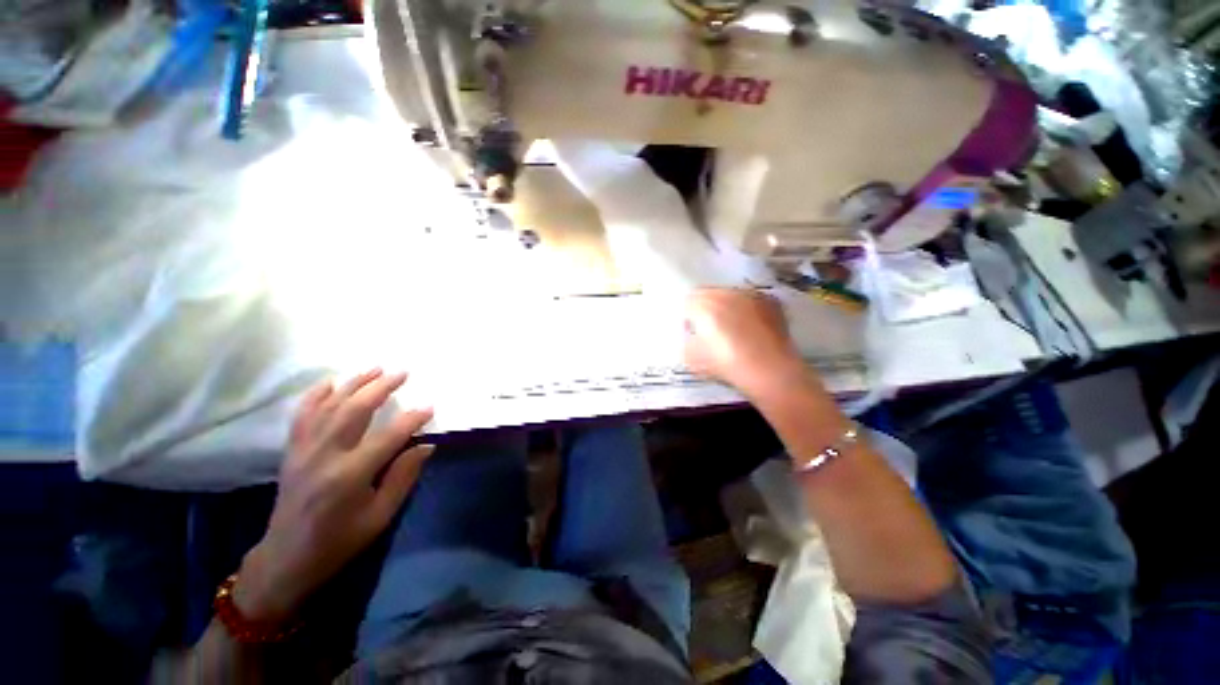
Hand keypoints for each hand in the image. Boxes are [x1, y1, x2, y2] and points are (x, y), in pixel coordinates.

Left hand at [234, 369, 434, 623]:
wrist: (286, 558)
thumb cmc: (339, 541)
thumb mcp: (380, 516)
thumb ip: (403, 477)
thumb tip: (425, 445)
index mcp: (350, 475)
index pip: (389, 436)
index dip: (413, 419)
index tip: (431, 406)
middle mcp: (325, 456)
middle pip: (355, 410)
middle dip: (381, 388)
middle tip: (403, 372)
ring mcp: (304, 450)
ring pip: (329, 406)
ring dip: (354, 383)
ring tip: (375, 367)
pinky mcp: (292, 451)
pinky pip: (303, 415)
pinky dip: (316, 395)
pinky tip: (330, 382)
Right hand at [683, 288, 805, 399]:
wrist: (772, 372)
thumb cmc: (729, 366)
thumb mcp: (695, 361)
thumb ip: (686, 343)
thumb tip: (688, 336)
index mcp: (705, 307)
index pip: (687, 302)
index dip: (686, 316)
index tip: (690, 330)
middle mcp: (727, 294)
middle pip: (708, 293)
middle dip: (704, 307)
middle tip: (708, 327)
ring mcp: (750, 295)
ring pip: (729, 293)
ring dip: (725, 305)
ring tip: (731, 325)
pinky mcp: (769, 301)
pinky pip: (750, 299)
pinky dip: (745, 308)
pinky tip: (750, 325)